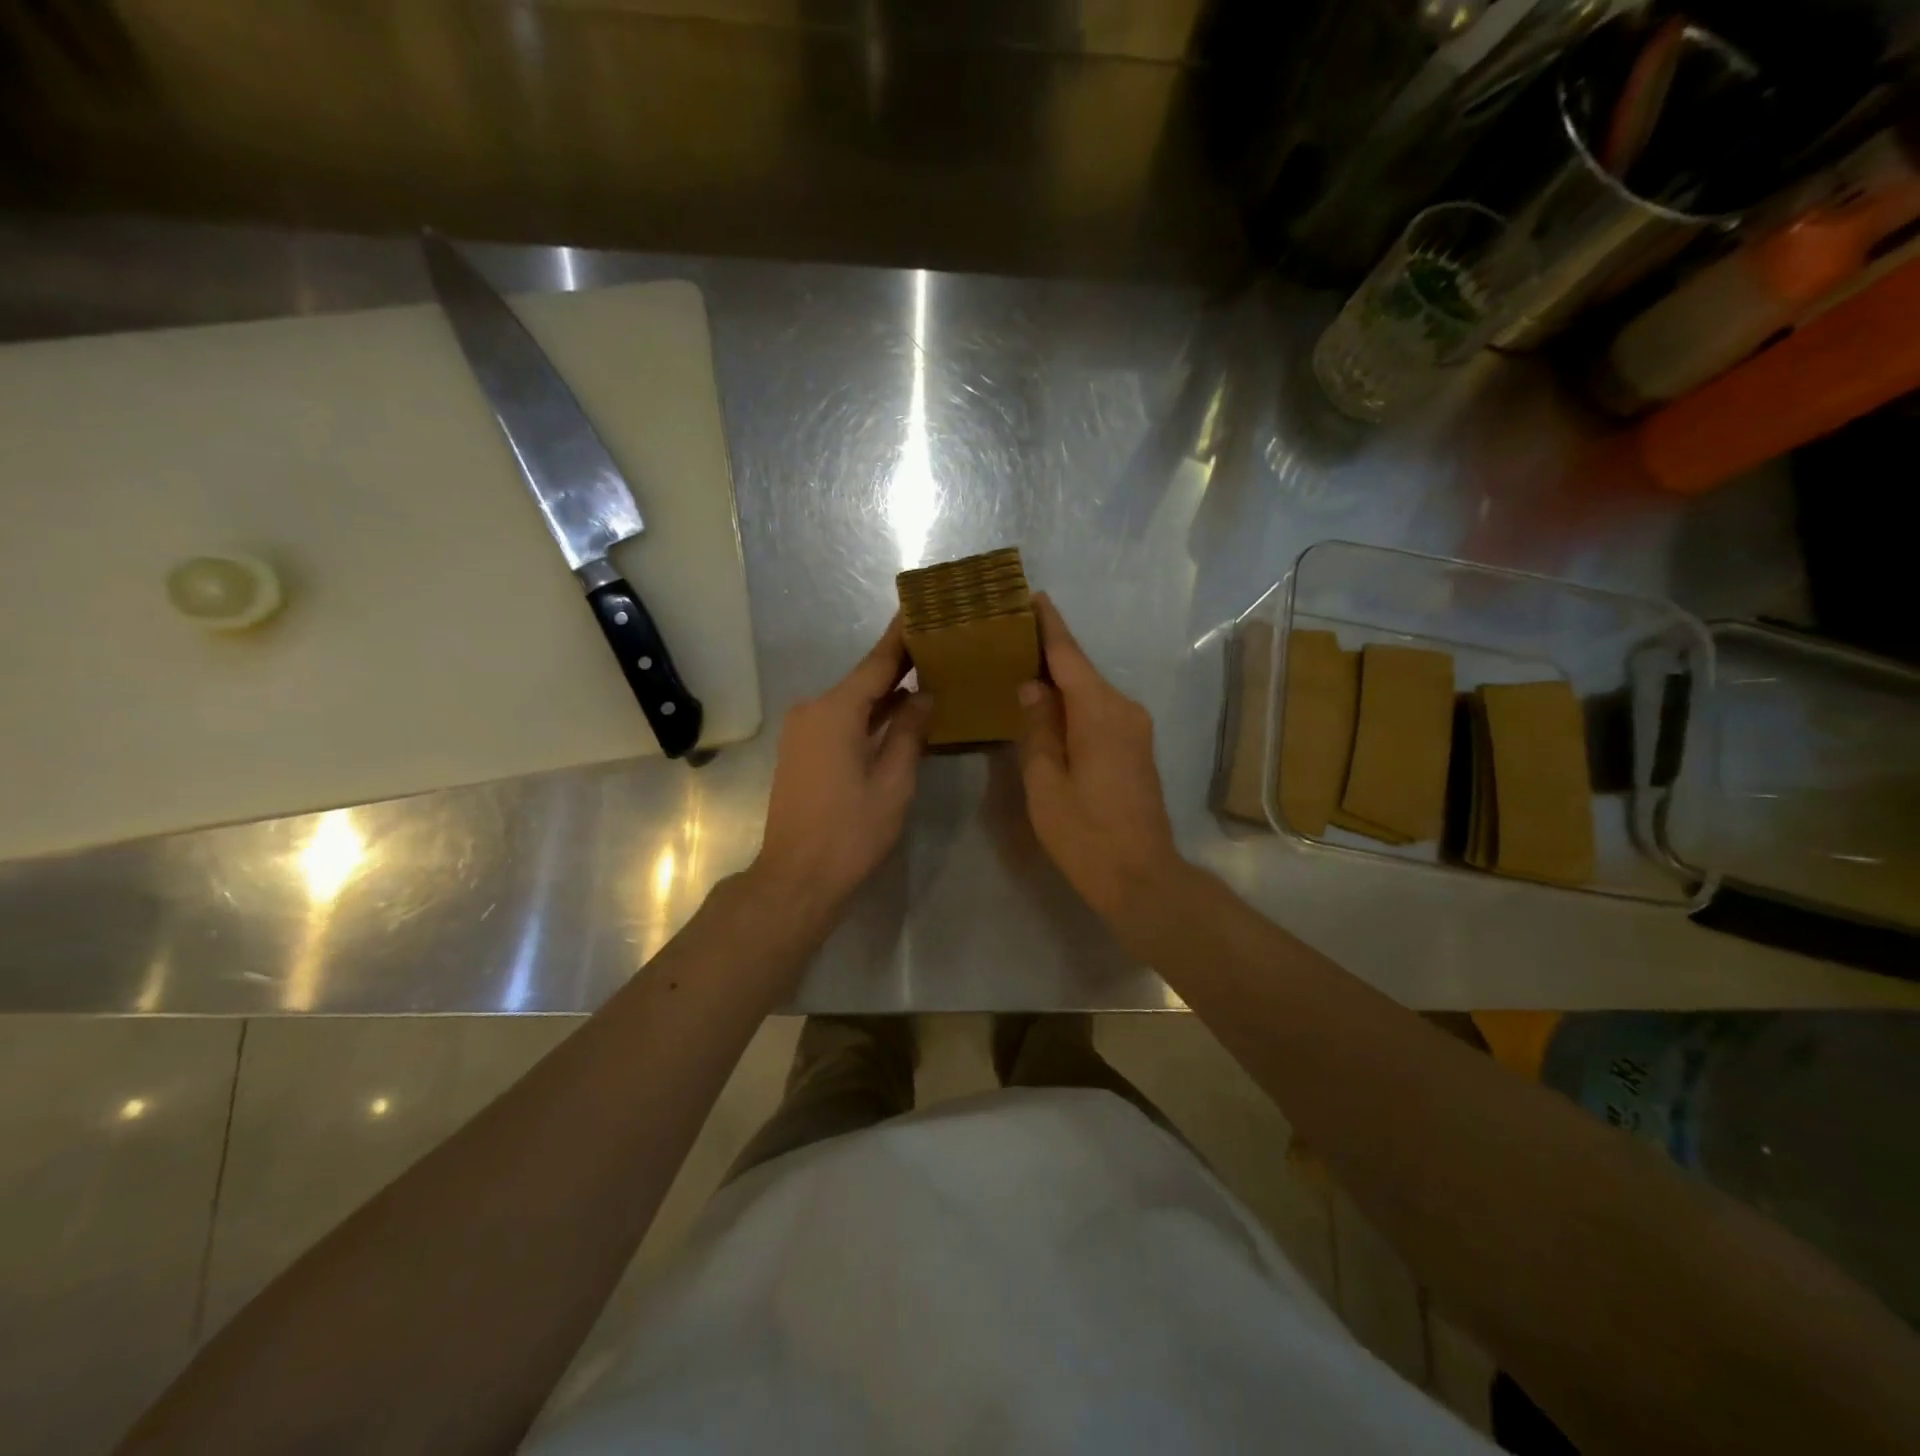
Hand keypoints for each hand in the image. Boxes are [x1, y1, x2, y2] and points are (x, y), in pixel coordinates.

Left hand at [751, 618, 931, 924]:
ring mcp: (802, 730)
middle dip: (899, 664)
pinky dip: (868, 715)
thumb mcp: (893, 782)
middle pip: (863, 680)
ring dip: (885, 692)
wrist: (796, 877)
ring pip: (851, 701)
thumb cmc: (850, 832)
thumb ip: (909, 733)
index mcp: (835, 711)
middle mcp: (813, 710)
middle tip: (937, 644)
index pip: (876, 663)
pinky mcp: (801, 750)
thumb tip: (924, 696)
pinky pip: (840, 720)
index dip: (901, 637)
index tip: (920, 608)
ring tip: (927, 673)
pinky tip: (898, 712)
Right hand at [1015, 593, 1183, 925]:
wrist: (1141, 877)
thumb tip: (1031, 686)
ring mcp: (1134, 728)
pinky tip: (1045, 706)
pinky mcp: (1135, 746)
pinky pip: (1097, 711)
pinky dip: (1071, 703)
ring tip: (1018, 667)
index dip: (1048, 626)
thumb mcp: (1046, 783)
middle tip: (1007, 634)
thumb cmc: (1086, 834)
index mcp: (1100, 712)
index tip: (1030, 595)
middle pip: (1080, 670)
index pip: (1069, 656)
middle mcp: (1123, 709)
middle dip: (1047, 650)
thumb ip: (1037, 728)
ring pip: (1089, 692)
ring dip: (1058, 679)